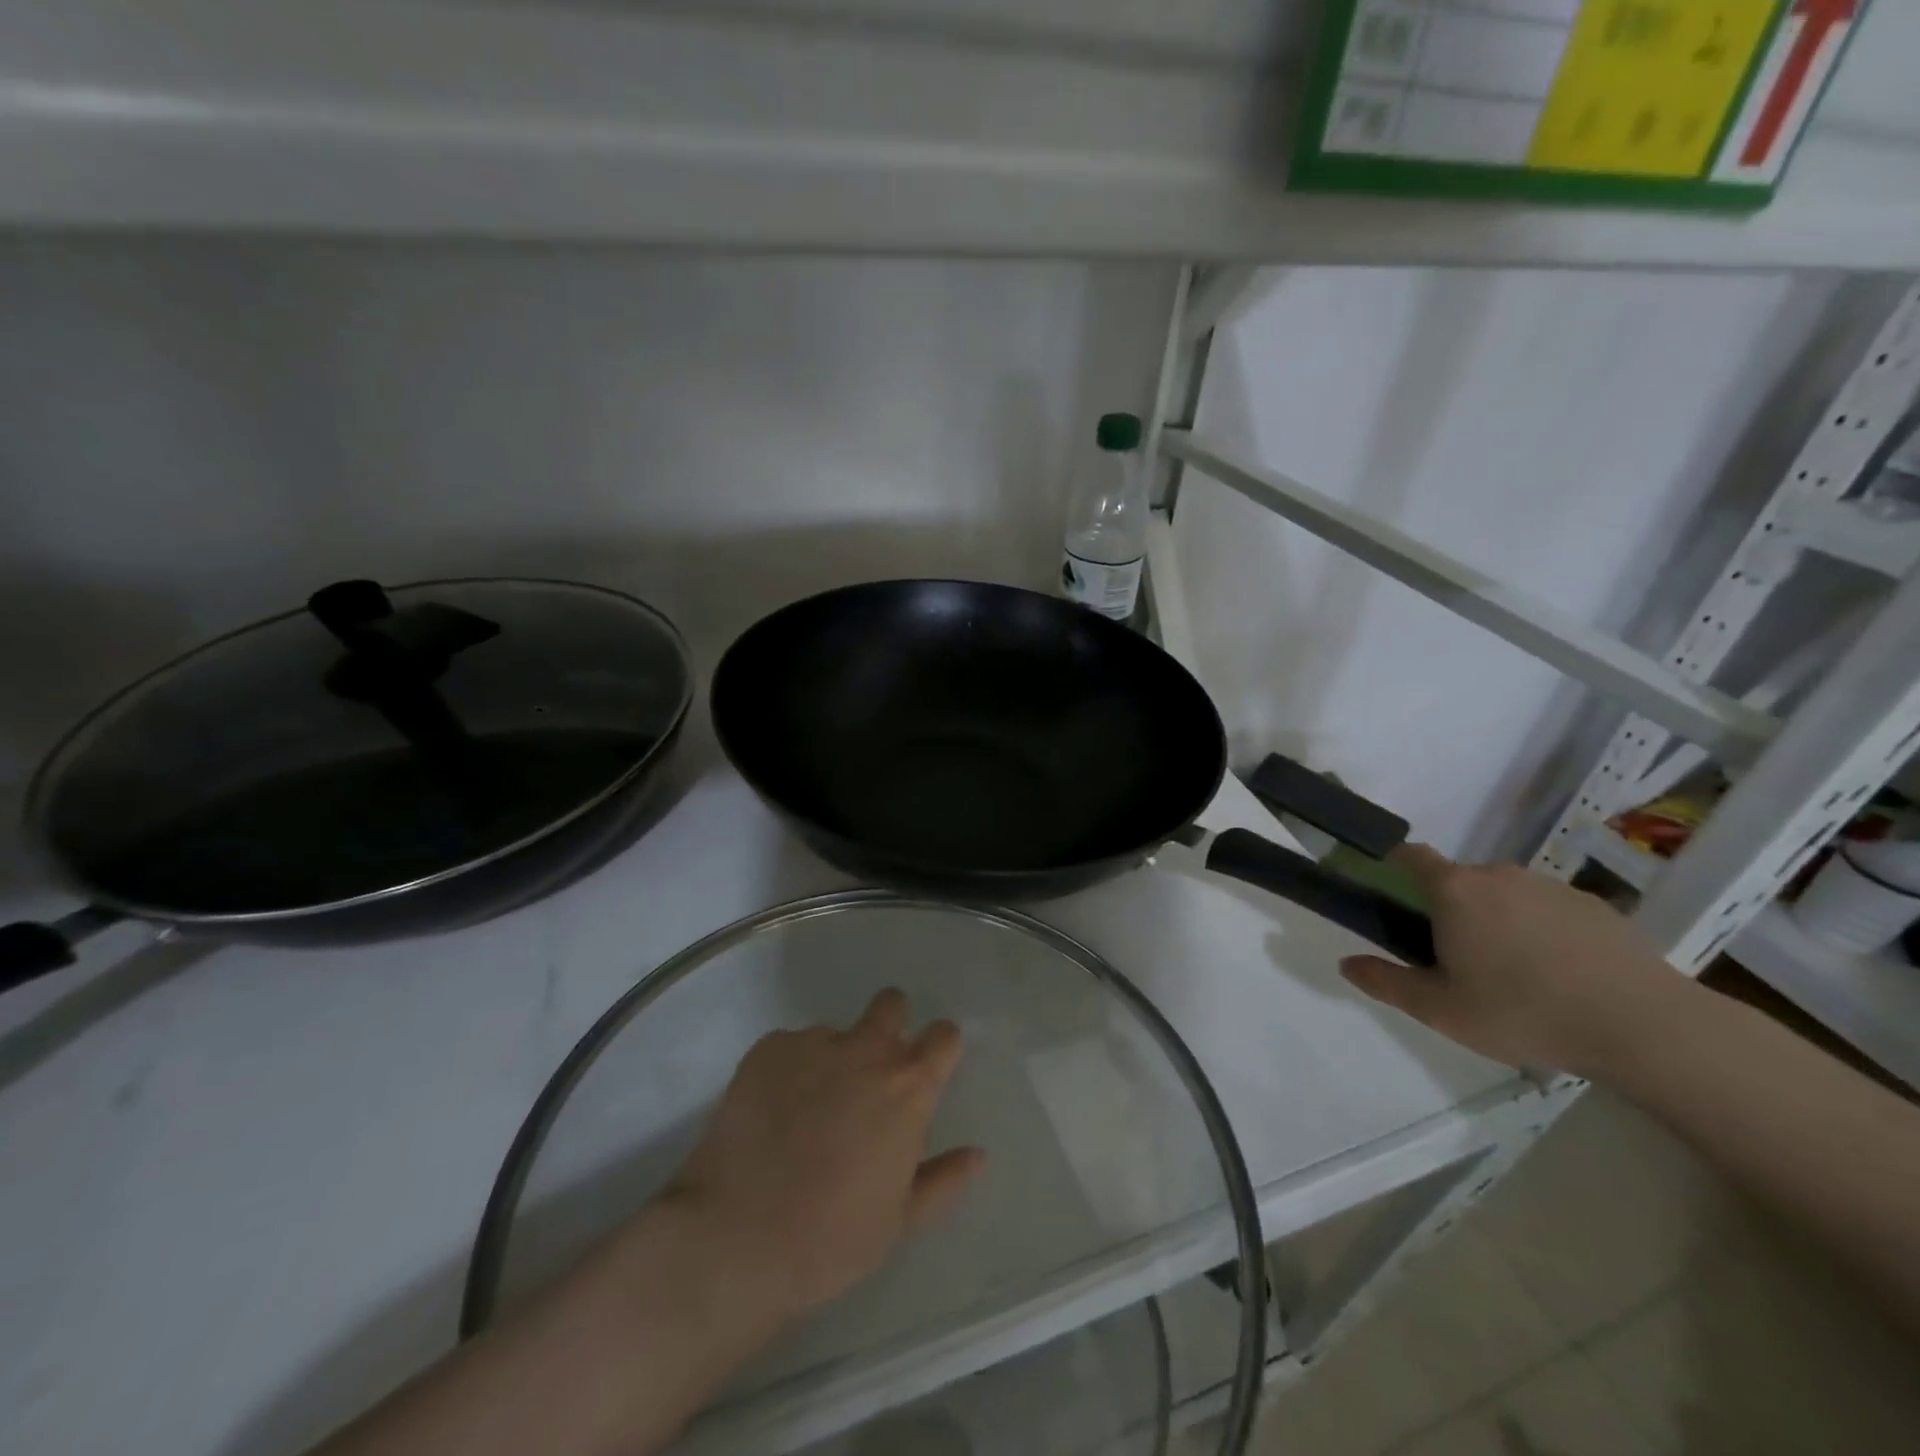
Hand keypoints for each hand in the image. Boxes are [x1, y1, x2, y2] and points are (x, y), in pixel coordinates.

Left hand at [664, 989, 984, 1320]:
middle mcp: (866, 1050)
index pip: (943, 1036)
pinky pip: (791, 1047)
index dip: (939, 1047)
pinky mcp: (768, 1048)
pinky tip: (771, 1113)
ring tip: (807, 1110)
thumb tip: (977, 1155)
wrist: (736, 1237)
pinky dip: (789, 1070)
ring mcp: (813, 1043)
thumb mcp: (899, 1221)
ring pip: (835, 1032)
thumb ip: (943, 1180)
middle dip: (890, 1025)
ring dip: (833, 1058)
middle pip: (891, 1005)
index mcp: (907, 1087)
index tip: (929, 1067)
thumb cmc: (831, 1238)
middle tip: (872, 1070)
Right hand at [1339, 844, 1693, 1074]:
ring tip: (1516, 974)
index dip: (1395, 864)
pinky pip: (1549, 909)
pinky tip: (1561, 976)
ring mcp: (1551, 887)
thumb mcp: (1439, 1010)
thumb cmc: (1523, 1012)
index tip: (1392, 891)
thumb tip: (1346, 963)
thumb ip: (1385, 982)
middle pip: (1459, 880)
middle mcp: (1498, 875)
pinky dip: (1543, 931)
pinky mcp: (1595, 907)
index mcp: (1454, 891)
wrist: (1645, 1027)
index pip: (1411, 856)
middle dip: (1451, 909)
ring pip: (1506, 895)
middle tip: (1458, 959)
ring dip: (1498, 920)